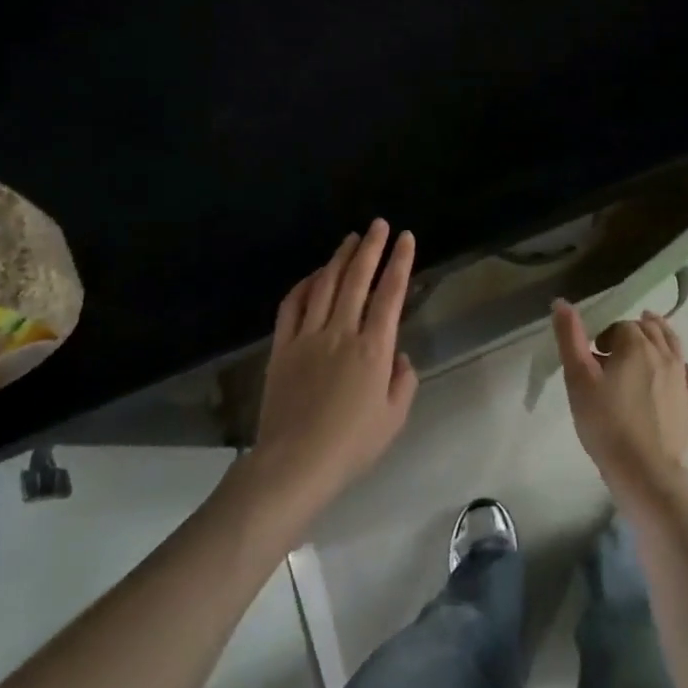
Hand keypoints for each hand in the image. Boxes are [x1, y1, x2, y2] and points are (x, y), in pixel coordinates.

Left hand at [248, 221, 419, 512]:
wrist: (294, 463)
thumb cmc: (351, 445)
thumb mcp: (394, 418)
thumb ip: (403, 381)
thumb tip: (398, 355)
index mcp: (373, 349)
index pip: (390, 294)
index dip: (400, 262)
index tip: (406, 238)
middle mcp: (342, 332)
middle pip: (358, 279)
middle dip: (371, 247)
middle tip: (379, 224)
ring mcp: (308, 336)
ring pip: (326, 285)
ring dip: (339, 258)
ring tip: (351, 238)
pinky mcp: (282, 347)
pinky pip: (292, 306)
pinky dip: (304, 284)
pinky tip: (314, 274)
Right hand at [552, 300, 687, 496]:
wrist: (645, 471)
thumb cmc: (606, 423)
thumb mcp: (578, 379)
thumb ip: (570, 338)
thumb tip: (561, 302)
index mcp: (636, 344)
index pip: (620, 326)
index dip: (604, 337)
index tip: (592, 357)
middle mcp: (664, 354)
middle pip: (649, 329)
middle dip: (631, 333)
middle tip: (613, 352)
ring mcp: (682, 378)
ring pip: (673, 344)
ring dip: (658, 338)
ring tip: (643, 346)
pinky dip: (679, 366)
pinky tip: (672, 375)